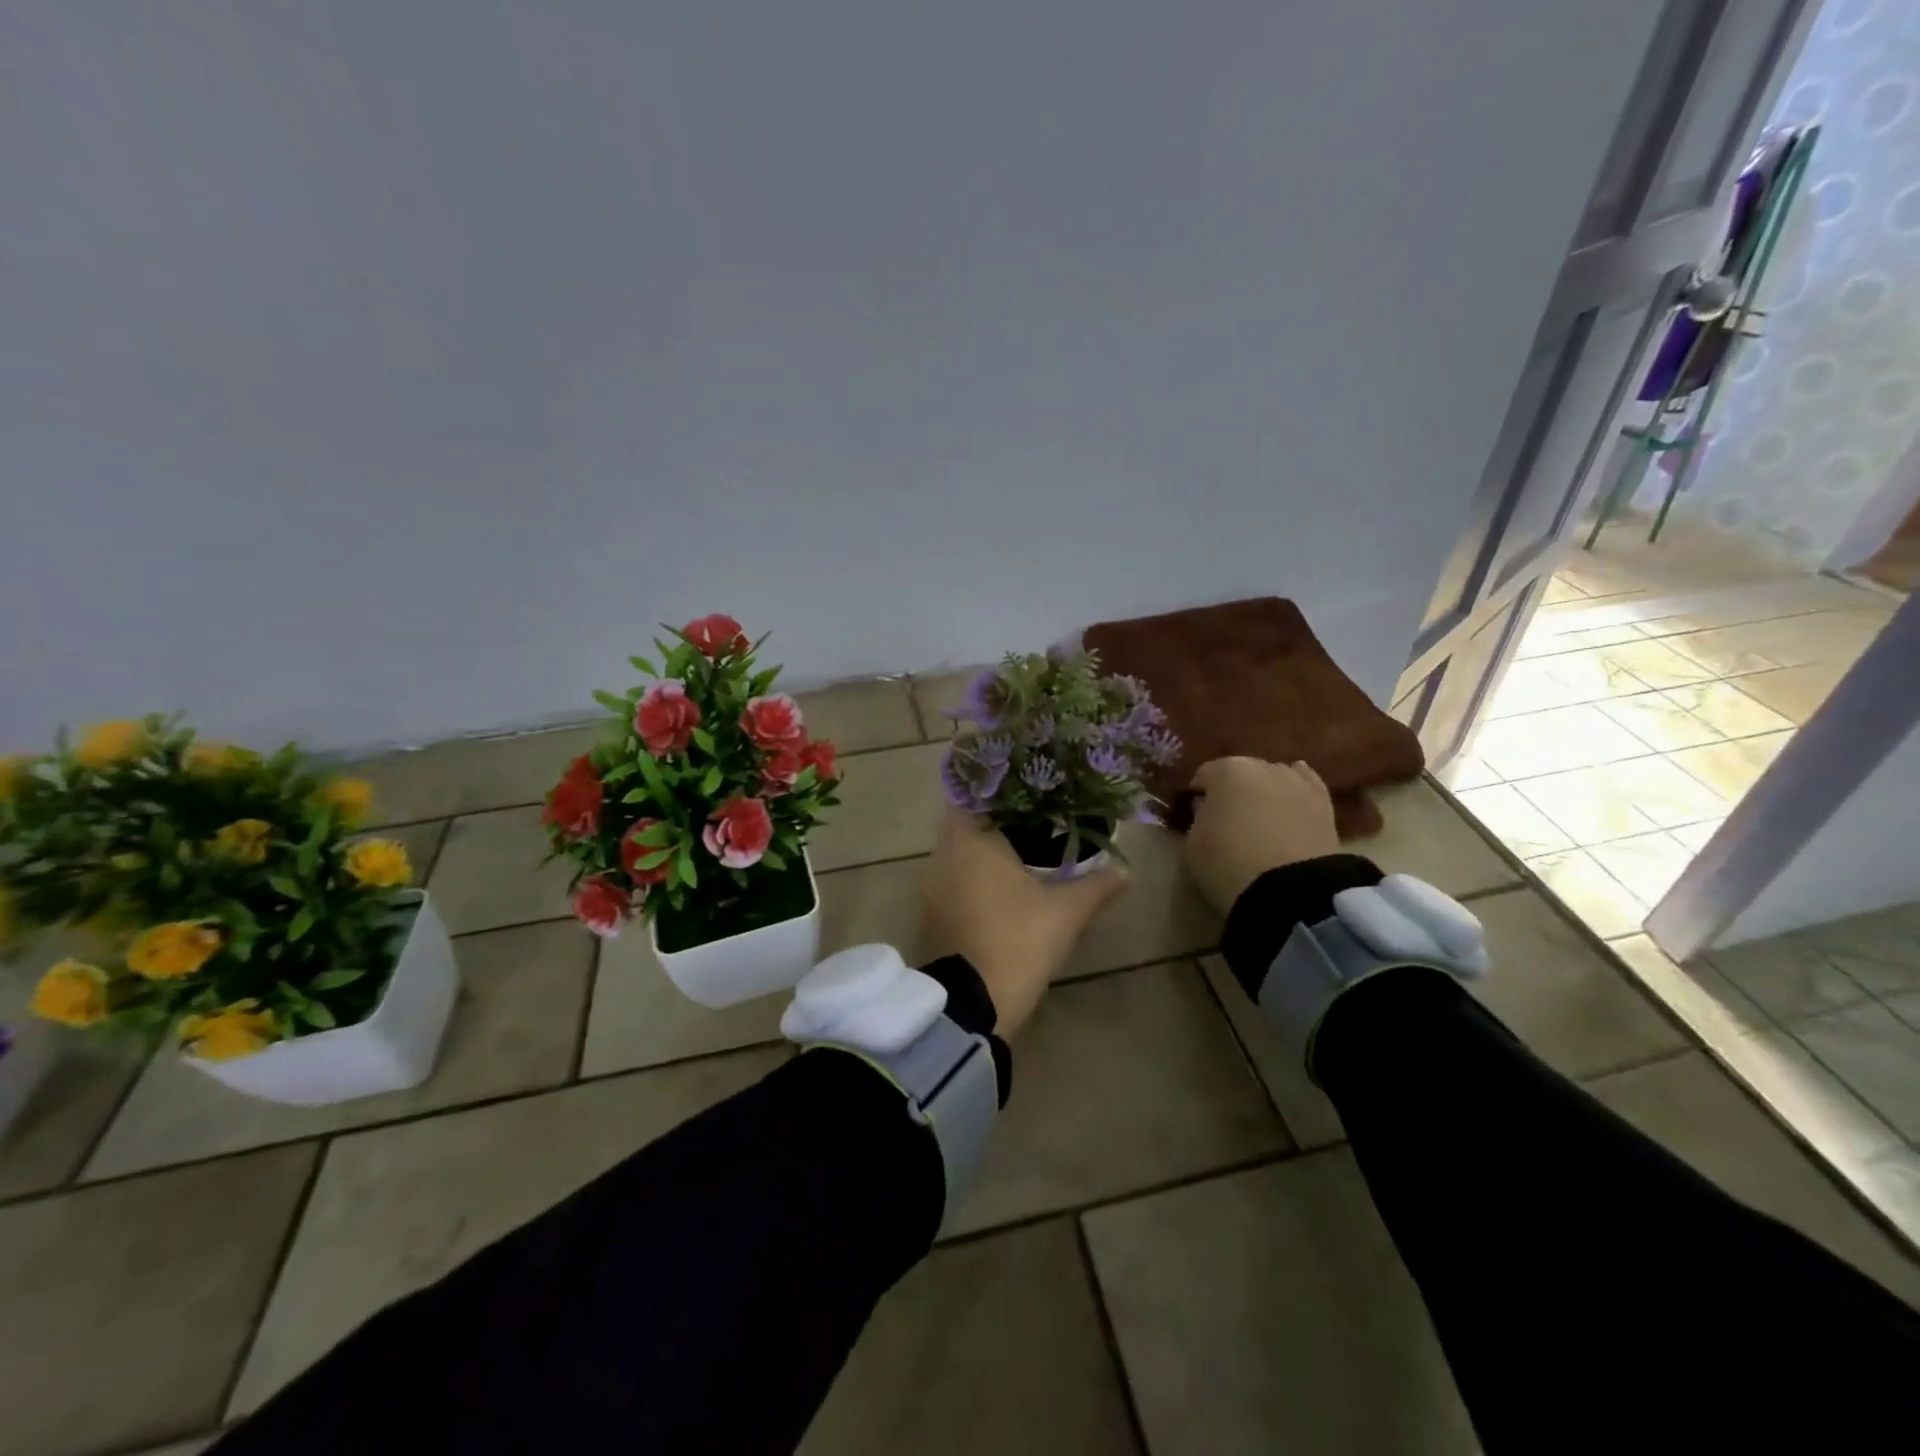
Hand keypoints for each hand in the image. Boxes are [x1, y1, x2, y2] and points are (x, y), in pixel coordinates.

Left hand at [920, 809, 1128, 1037]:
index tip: (1025, 790)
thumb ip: (1096, 886)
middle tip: (1034, 818)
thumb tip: (1125, 871)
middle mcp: (942, 856)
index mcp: (969, 841)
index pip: (971, 794)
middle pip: (966, 823)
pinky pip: (954, 879)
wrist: (973, 1003)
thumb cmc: (1018, 940)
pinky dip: (974, 876)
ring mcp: (932, 887)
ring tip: (1023, 848)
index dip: (995, 789)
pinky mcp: (932, 914)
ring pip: (959, 853)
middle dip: (997, 819)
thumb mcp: (1066, 912)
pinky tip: (1003, 886)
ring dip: (985, 850)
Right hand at [1185, 757, 1340, 913]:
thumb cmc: (1229, 863)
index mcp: (1227, 771)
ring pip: (1275, 778)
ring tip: (1261, 817)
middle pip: (1242, 772)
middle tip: (1229, 817)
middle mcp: (1264, 766)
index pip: (1205, 774)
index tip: (1195, 812)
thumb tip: (1206, 805)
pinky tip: (1291, 806)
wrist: (1290, 890)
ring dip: (1265, 791)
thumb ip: (1199, 816)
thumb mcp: (1194, 843)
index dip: (1199, 793)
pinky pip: (1306, 788)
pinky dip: (1295, 794)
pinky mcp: (1325, 803)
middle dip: (1234, 789)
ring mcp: (1298, 782)